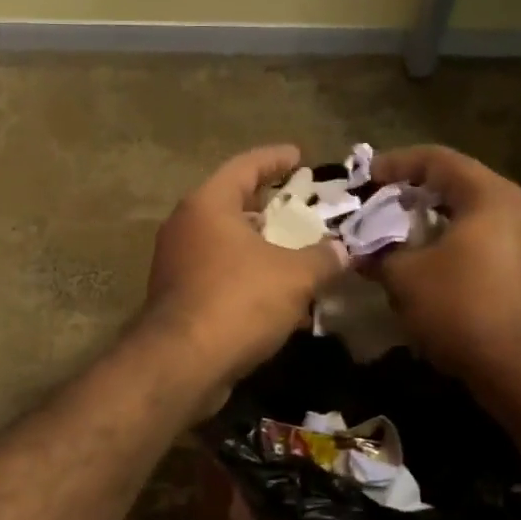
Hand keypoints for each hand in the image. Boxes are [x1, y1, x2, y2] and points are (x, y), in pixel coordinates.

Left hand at [144, 145, 345, 386]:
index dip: (275, 158)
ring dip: (261, 247)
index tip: (299, 155)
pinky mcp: (177, 298)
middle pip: (232, 204)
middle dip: (269, 206)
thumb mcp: (295, 275)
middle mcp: (185, 227)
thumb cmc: (238, 301)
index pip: (244, 166)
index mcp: (207, 205)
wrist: (182, 363)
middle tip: (302, 208)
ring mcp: (176, 263)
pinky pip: (219, 275)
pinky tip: (278, 295)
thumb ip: (324, 257)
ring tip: (297, 252)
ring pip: (226, 244)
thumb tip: (344, 250)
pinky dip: (248, 277)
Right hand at [372, 145, 520, 399]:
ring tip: (395, 236)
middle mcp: (516, 209)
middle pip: (456, 185)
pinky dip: (449, 244)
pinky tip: (426, 266)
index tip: (364, 177)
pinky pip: (481, 242)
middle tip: (377, 205)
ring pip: (469, 216)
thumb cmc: (461, 308)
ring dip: (430, 222)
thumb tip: (361, 252)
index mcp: (489, 196)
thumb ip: (379, 253)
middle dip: (412, 194)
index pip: (437, 159)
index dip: (395, 163)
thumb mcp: (404, 277)